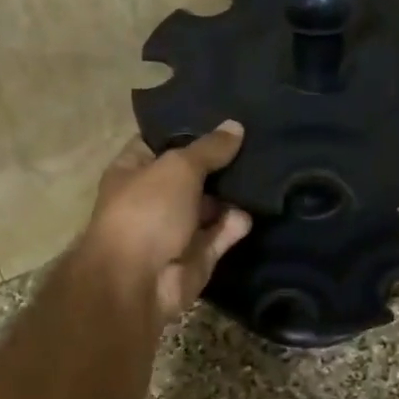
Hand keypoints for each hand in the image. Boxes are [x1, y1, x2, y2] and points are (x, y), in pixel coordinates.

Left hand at [81, 123, 252, 325]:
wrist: (137, 282)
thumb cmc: (147, 211)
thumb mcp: (178, 167)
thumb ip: (209, 149)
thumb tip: (235, 126)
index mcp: (132, 172)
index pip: (159, 143)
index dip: (187, 130)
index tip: (221, 115)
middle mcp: (152, 199)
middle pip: (191, 175)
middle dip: (220, 162)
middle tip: (256, 141)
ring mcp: (174, 230)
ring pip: (209, 206)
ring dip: (232, 194)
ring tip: (265, 172)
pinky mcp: (196, 257)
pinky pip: (220, 235)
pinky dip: (235, 225)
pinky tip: (253, 210)